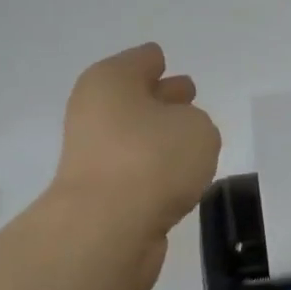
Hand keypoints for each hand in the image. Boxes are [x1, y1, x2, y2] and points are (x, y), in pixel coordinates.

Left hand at [51, 42, 221, 252]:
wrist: (107, 229)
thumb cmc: (152, 159)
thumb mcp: (196, 128)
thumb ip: (195, 123)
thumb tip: (176, 136)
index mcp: (111, 82)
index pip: (142, 60)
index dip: (157, 61)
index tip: (168, 65)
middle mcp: (95, 112)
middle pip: (134, 97)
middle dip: (161, 97)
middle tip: (188, 96)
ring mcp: (94, 156)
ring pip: (135, 136)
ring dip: (159, 138)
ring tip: (192, 142)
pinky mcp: (100, 195)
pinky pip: (135, 171)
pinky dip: (152, 173)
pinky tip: (176, 179)